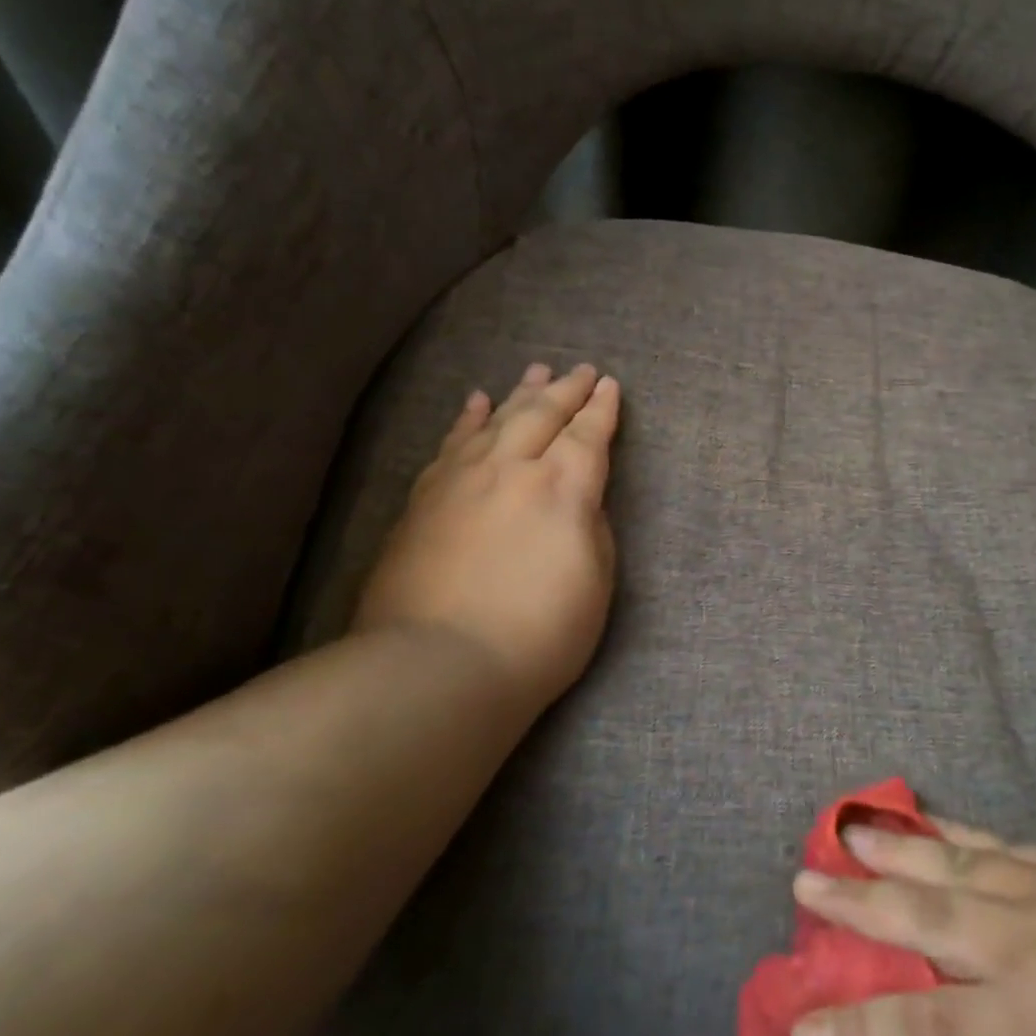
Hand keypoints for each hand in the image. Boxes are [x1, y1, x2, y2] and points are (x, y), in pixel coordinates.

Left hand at [353, 362, 620, 712]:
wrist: (439, 665)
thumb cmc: (539, 634)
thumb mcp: (596, 582)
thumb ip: (590, 528)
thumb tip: (577, 500)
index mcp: (562, 488)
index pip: (588, 436)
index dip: (602, 410)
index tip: (611, 386)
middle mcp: (511, 469)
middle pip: (543, 415)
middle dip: (567, 390)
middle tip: (582, 370)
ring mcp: (461, 479)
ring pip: (497, 419)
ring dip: (521, 393)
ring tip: (536, 371)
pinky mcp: (424, 498)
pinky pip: (452, 442)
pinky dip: (468, 418)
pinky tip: (476, 403)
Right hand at [788, 819, 1035, 1035]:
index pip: (921, 1028)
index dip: (853, 1031)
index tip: (798, 1028)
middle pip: (925, 919)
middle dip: (857, 903)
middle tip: (802, 881)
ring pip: (957, 865)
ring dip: (896, 848)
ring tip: (848, 826)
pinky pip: (1004, 847)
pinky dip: (958, 835)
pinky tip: (933, 824)